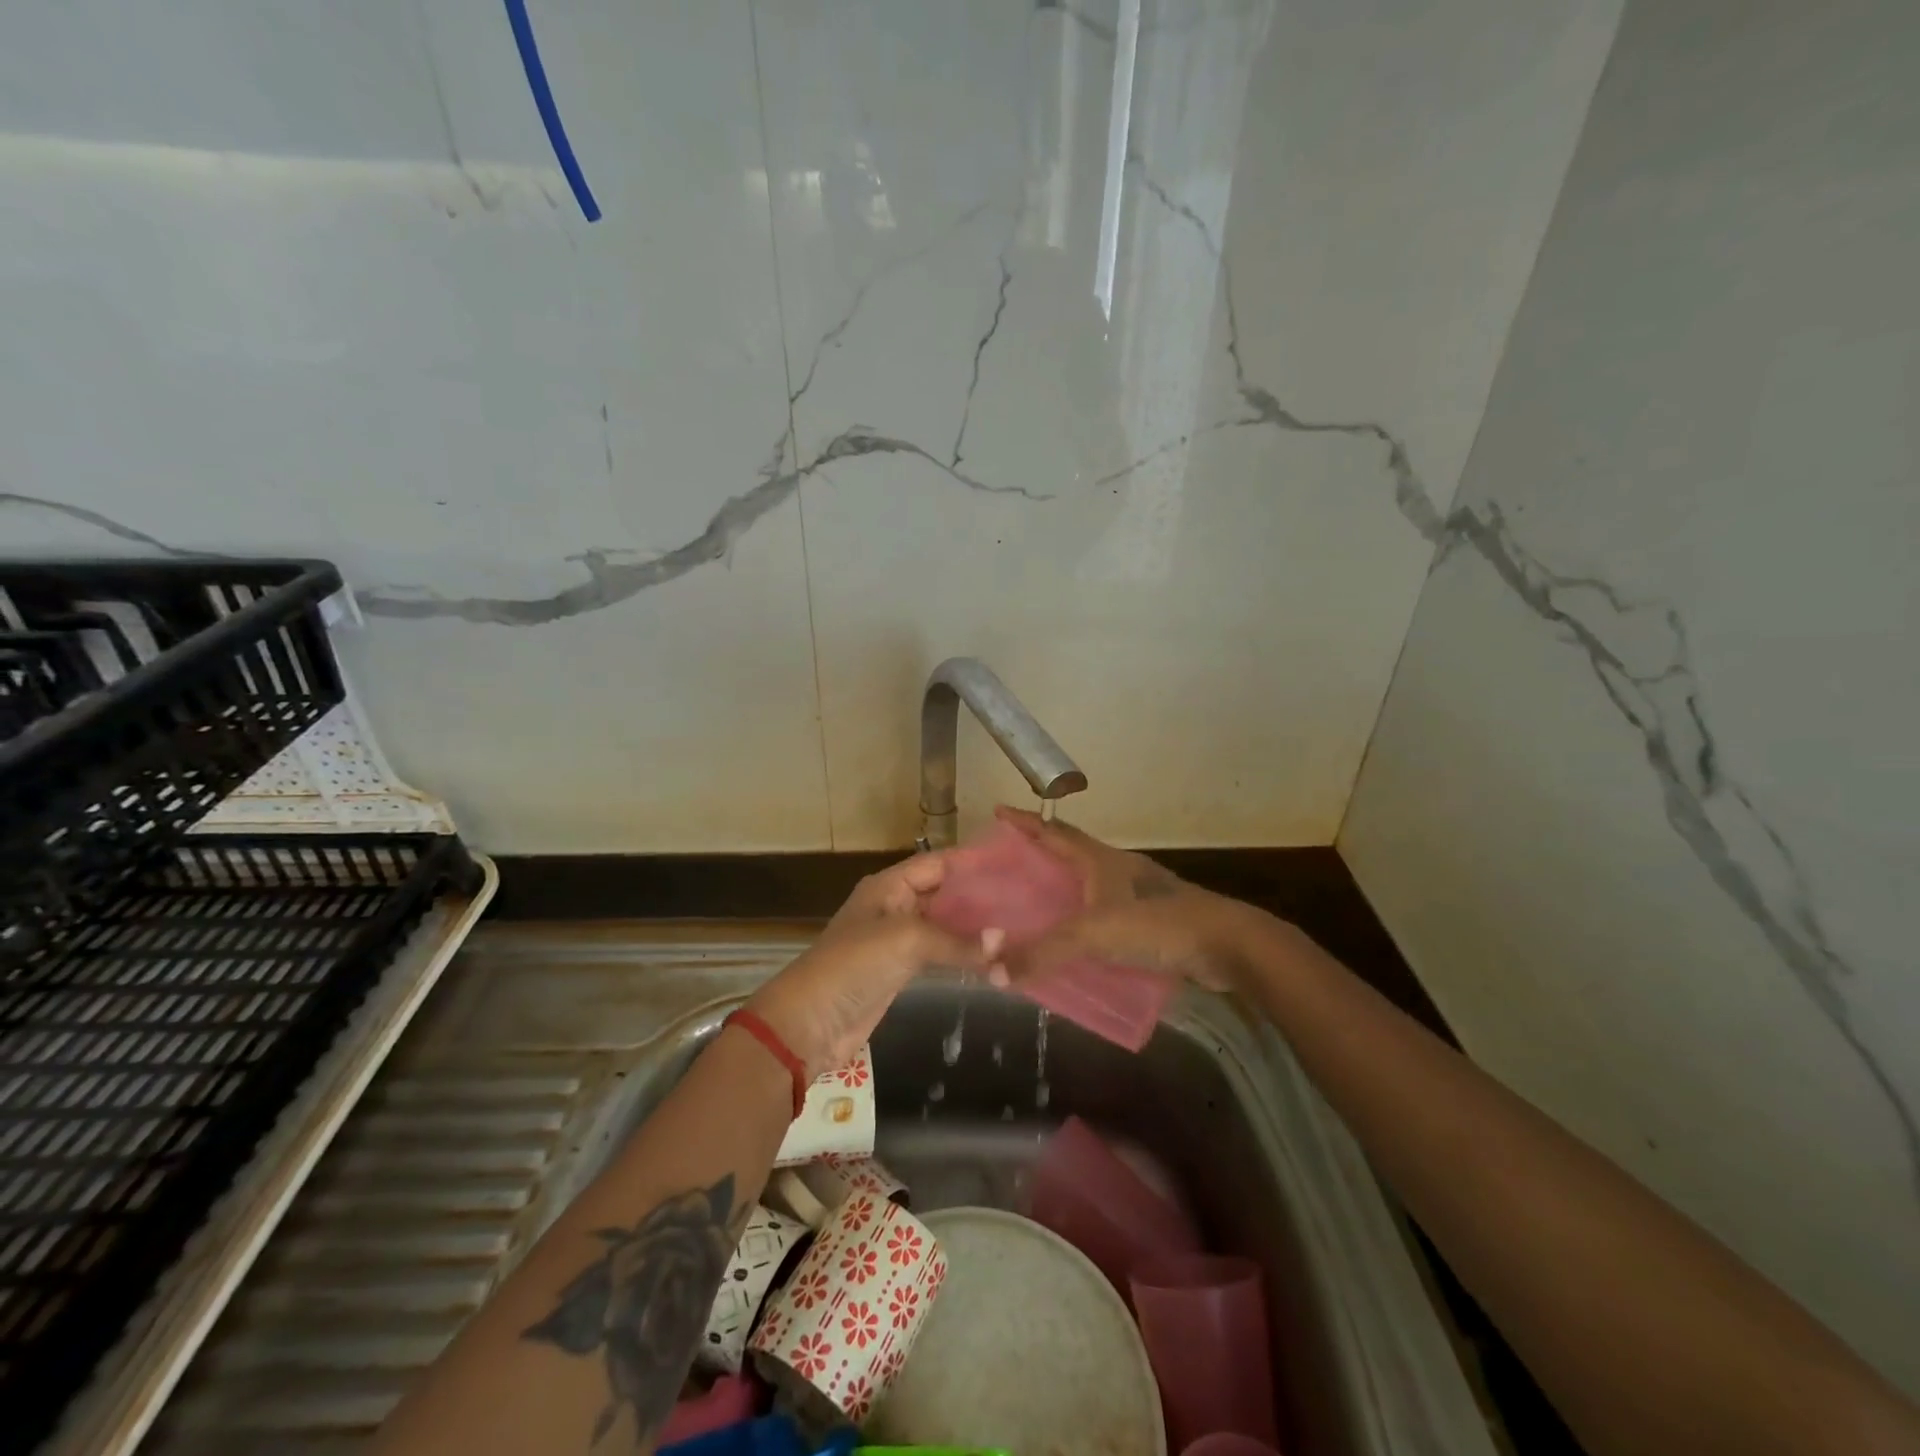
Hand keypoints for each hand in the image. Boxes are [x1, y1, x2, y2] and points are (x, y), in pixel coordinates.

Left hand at [744, 852, 994, 1080]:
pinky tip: (993, 956)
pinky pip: (939, 953)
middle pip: (944, 892)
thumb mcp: (906, 940)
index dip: (973, 862)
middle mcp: (895, 905)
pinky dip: (963, 954)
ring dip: (974, 927)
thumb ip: (956, 940)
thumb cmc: (854, 965)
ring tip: (1019, 926)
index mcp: (889, 885)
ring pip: (944, 924)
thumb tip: (1005, 942)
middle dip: (980, 895)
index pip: (939, 863)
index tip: (1015, 865)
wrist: (810, 1023)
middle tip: (1027, 899)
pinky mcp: (900, 970)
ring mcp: (897, 939)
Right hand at [986, 806, 1264, 993]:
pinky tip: (1073, 942)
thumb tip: (991, 971)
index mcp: (1099, 860)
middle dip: (1039, 853)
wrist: (1227, 943)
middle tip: (1007, 863)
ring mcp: (1136, 894)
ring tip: (1032, 903)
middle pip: (1070, 853)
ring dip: (1062, 888)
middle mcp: (1116, 869)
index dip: (1026, 822)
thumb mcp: (1094, 934)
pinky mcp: (1150, 921)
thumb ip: (1044, 952)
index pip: (1053, 832)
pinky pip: (1104, 914)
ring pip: (1088, 884)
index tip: (999, 812)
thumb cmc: (1158, 924)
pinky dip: (1083, 921)